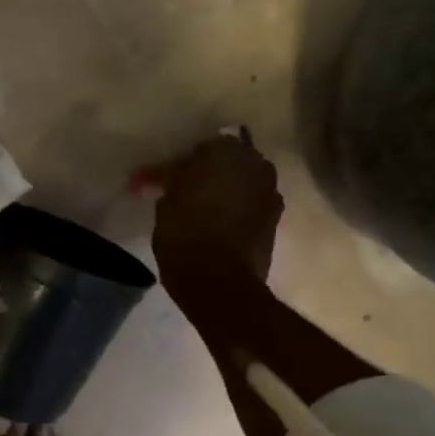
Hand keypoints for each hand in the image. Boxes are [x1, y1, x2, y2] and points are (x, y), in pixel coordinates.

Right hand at [151, 131, 283, 297]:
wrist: (222, 285)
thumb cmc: (187, 239)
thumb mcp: (166, 207)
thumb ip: (171, 184)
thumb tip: (172, 177)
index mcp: (225, 152)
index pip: (197, 150)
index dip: (177, 166)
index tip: (159, 182)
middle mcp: (255, 164)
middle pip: (227, 160)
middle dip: (207, 172)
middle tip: (184, 189)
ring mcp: (270, 191)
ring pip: (242, 181)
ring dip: (225, 189)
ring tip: (204, 207)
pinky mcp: (275, 219)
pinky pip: (251, 204)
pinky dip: (237, 208)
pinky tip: (221, 222)